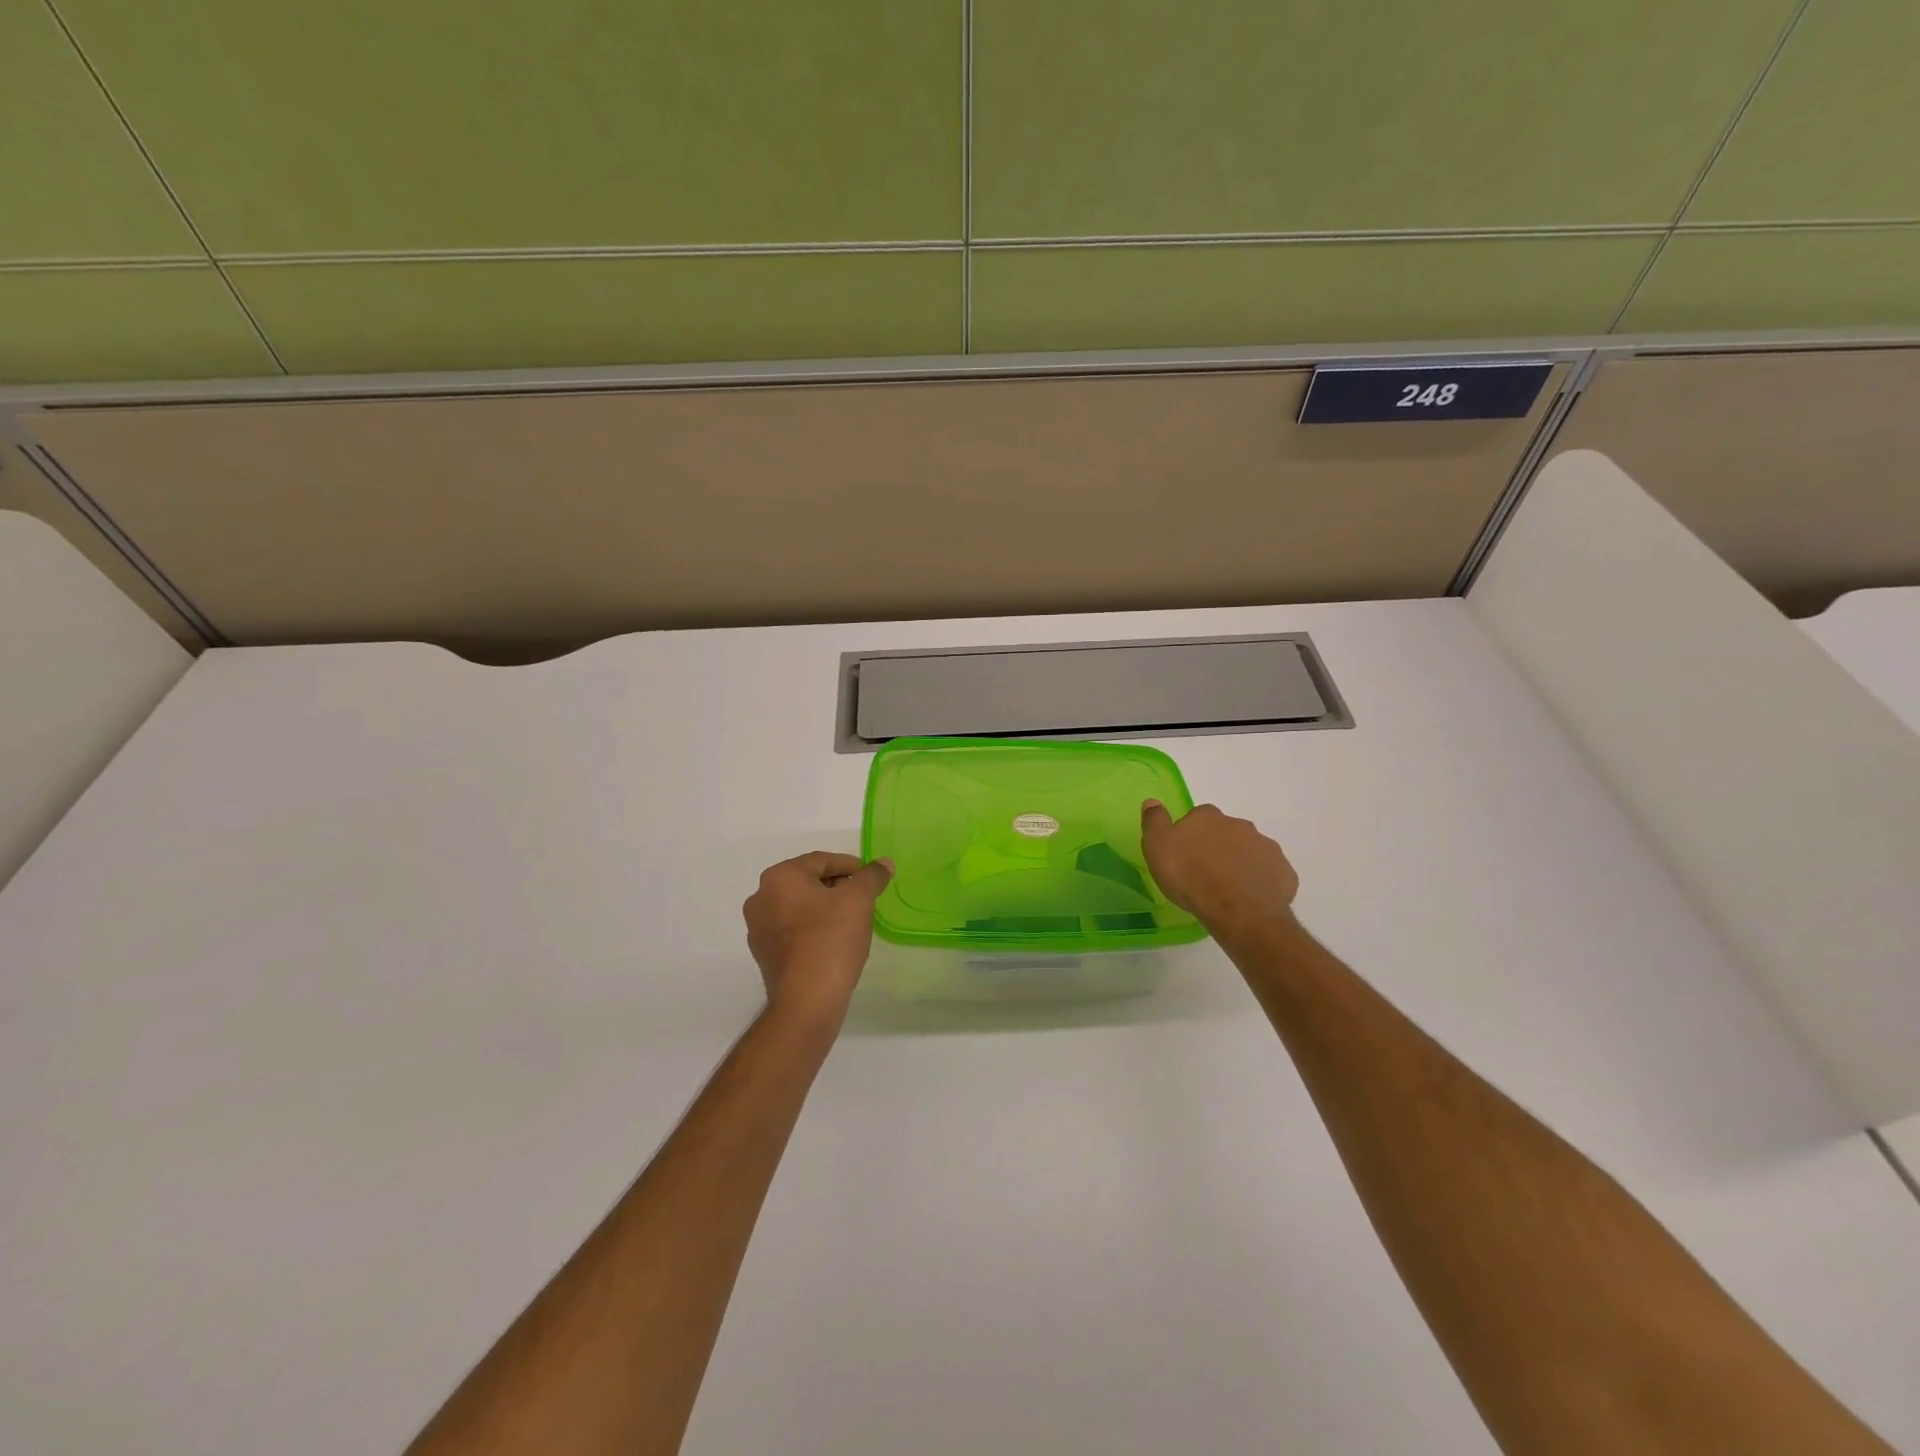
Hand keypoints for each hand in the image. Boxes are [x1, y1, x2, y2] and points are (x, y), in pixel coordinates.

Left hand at [743, 852, 893, 1022]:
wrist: (807, 1000)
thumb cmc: (831, 939)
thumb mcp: (859, 900)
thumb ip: (872, 876)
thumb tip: (884, 863)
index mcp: (779, 877)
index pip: (821, 861)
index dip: (851, 866)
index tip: (871, 879)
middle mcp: (761, 898)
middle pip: (807, 882)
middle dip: (837, 886)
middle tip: (864, 898)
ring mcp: (758, 928)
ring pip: (799, 906)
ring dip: (824, 907)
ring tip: (852, 920)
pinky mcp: (764, 954)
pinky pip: (792, 930)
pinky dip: (812, 928)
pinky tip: (834, 941)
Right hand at [1141, 800, 1299, 934]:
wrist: (1238, 911)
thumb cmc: (1191, 878)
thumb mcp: (1157, 847)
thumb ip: (1155, 821)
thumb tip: (1153, 801)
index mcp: (1208, 817)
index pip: (1197, 816)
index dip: (1191, 833)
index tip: (1184, 853)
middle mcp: (1239, 825)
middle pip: (1226, 831)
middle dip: (1218, 846)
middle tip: (1205, 872)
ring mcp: (1265, 847)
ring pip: (1249, 850)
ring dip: (1240, 862)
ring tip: (1227, 888)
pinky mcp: (1283, 872)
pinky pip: (1268, 872)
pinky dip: (1260, 880)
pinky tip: (1249, 898)